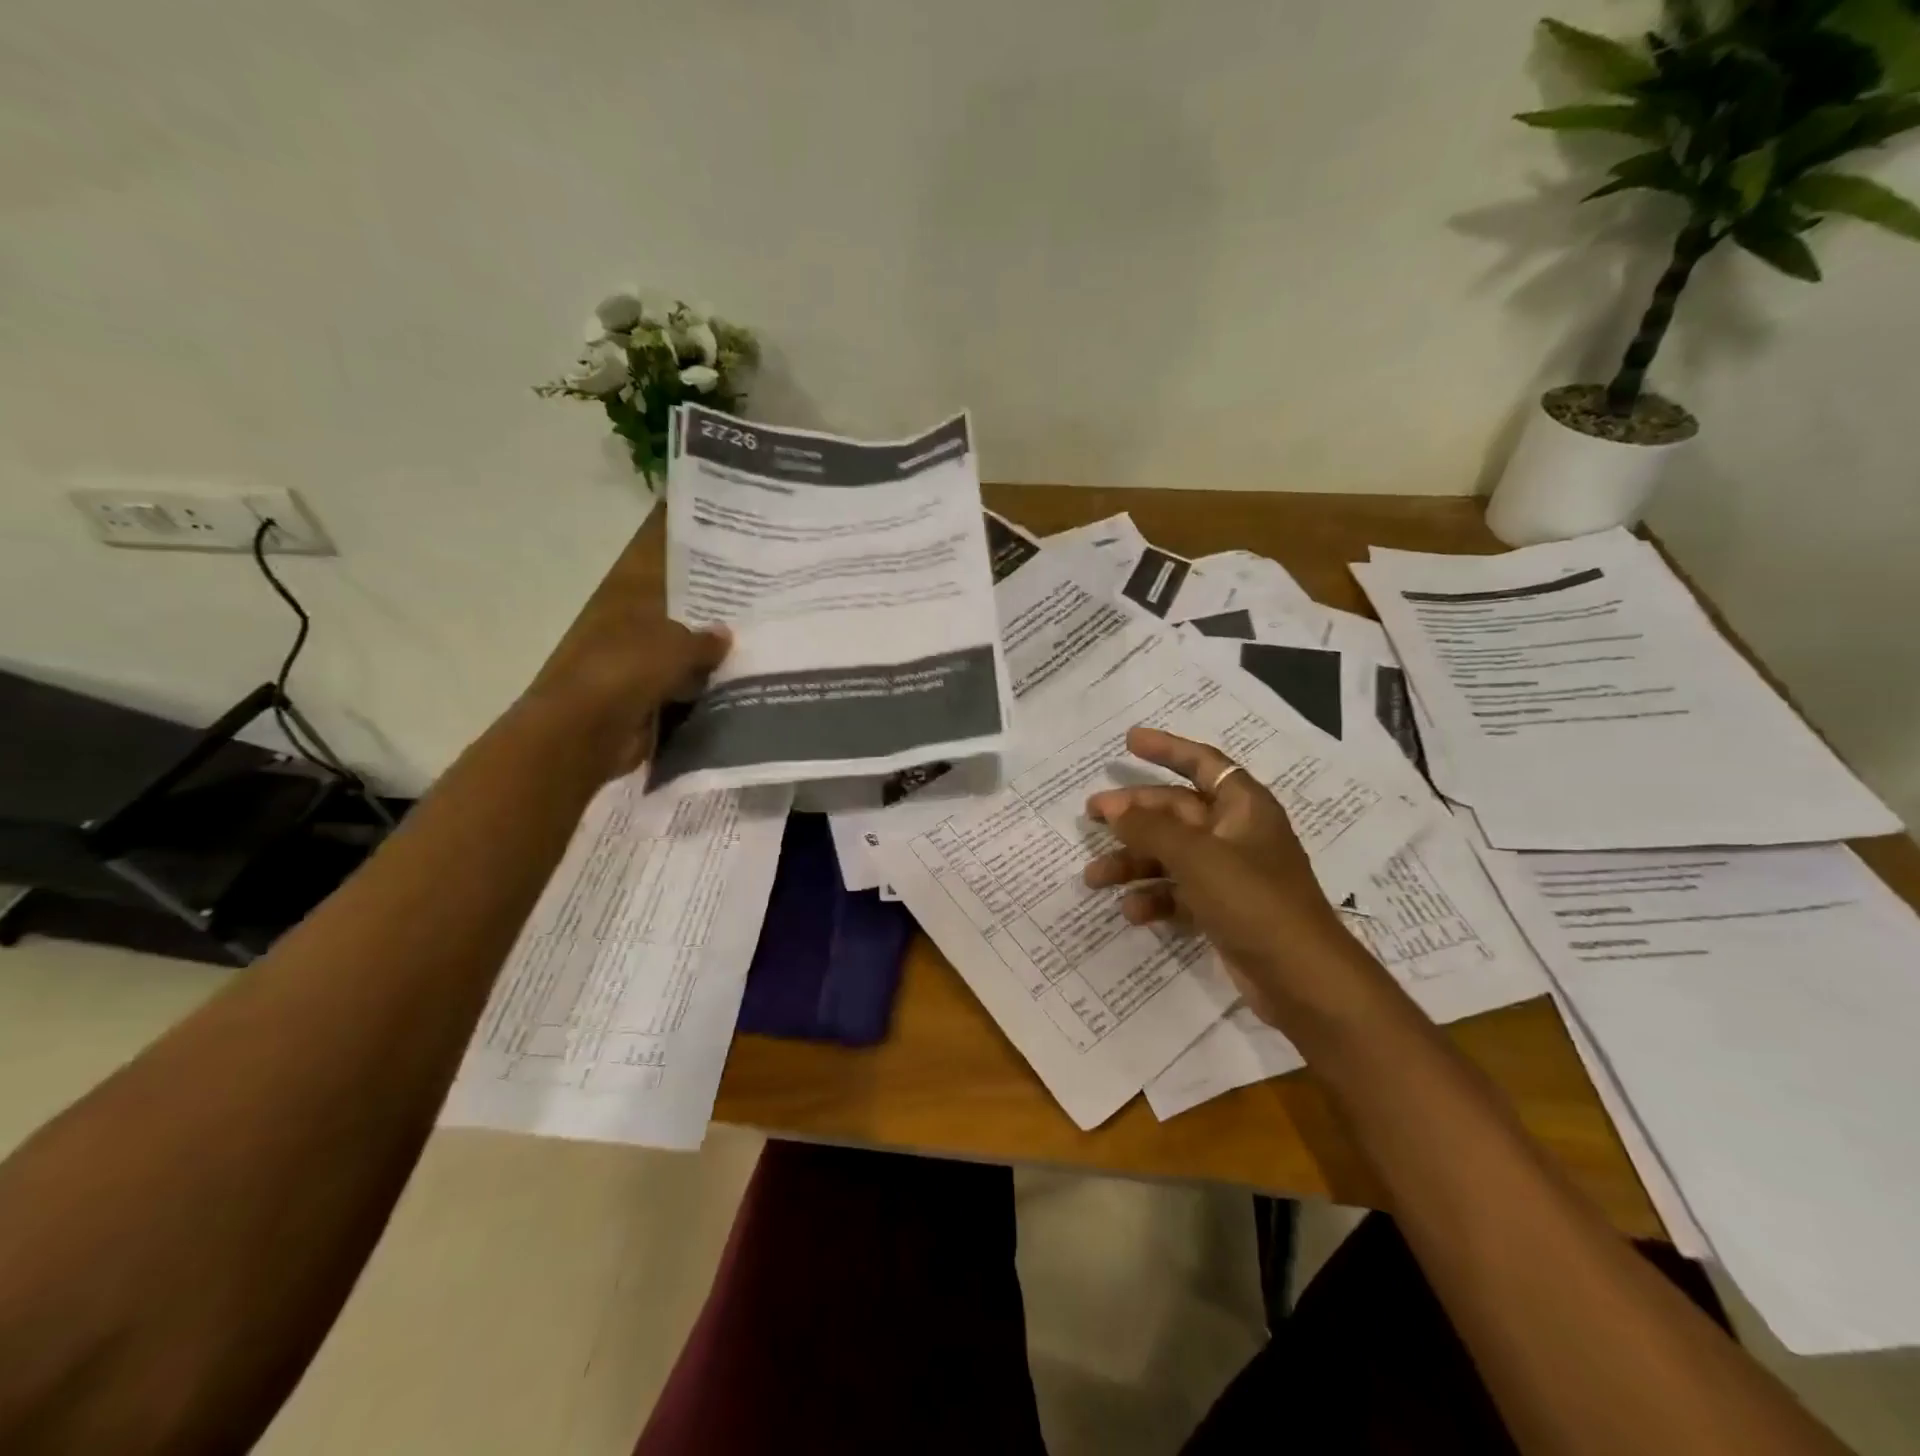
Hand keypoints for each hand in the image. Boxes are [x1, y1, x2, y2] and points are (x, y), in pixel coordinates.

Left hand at [517, 526, 729, 780]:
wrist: (589, 729)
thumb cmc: (628, 671)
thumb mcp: (677, 646)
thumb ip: (704, 641)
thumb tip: (726, 632)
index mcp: (629, 613)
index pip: (669, 602)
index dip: (700, 606)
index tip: (736, 612)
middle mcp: (628, 643)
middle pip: (675, 642)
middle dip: (706, 647)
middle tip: (751, 648)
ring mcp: (631, 681)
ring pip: (678, 677)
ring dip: (703, 681)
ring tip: (749, 680)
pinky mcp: (637, 716)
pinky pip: (676, 708)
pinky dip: (695, 710)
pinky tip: (727, 709)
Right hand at [1083, 726, 1364, 1028]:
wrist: (1301, 978)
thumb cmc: (1253, 901)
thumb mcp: (1197, 857)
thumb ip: (1151, 828)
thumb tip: (1115, 808)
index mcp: (1243, 807)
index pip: (1202, 763)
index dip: (1166, 748)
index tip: (1128, 741)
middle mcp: (1235, 834)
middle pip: (1175, 811)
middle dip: (1133, 814)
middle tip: (1090, 816)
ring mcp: (1228, 874)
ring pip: (1170, 855)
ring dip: (1133, 863)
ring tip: (1094, 877)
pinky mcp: (1221, 909)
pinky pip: (1178, 892)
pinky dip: (1153, 897)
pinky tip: (1130, 911)